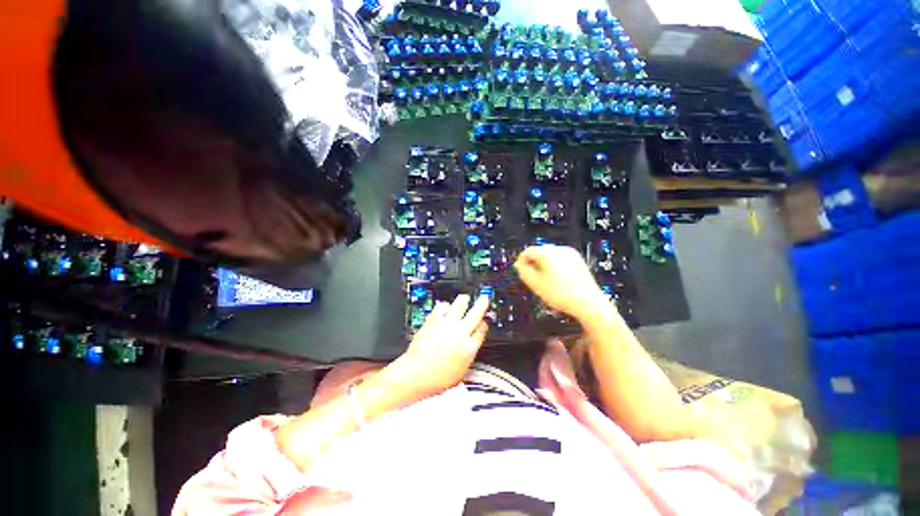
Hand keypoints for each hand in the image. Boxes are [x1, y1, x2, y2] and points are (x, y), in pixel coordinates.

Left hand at [392, 294, 489, 397]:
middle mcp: (460, 333)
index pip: (482, 330)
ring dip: (463, 300)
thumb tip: (469, 349)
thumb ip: (467, 357)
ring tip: (465, 298)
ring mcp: (446, 325)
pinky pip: (441, 307)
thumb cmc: (435, 380)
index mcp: (469, 347)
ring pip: (459, 305)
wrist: (415, 375)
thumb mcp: (460, 373)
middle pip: (476, 313)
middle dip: (481, 304)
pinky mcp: (433, 321)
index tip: (484, 322)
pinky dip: (444, 305)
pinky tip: (445, 307)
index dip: (484, 324)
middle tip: (483, 298)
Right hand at [514, 245, 606, 320]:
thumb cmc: (559, 293)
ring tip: (544, 280)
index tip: (519, 271)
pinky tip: (556, 280)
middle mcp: (559, 249)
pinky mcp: (578, 261)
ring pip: (551, 256)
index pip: (528, 251)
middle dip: (533, 263)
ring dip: (544, 265)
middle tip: (530, 277)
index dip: (521, 261)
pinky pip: (561, 260)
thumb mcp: (534, 283)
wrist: (587, 302)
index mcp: (547, 252)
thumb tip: (519, 265)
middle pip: (540, 252)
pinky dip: (555, 267)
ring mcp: (571, 254)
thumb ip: (523, 271)